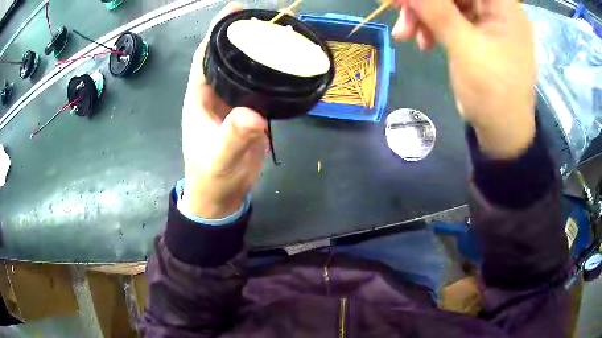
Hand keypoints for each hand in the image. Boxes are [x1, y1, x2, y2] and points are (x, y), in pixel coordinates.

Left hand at [181, 2, 266, 218]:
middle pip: (226, 56)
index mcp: (199, 97)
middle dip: (242, 35)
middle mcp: (214, 93)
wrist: (221, 196)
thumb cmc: (212, 177)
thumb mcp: (219, 159)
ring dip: (258, 52)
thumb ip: (232, 137)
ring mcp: (232, 102)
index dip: (217, 31)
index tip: (236, 10)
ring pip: (243, 70)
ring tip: (281, 36)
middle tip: (270, 20)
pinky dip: (269, 74)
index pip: (204, 55)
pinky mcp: (248, 113)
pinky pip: (258, 87)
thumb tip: (254, 115)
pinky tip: (285, 66)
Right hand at [392, 0, 536, 158]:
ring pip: (446, 3)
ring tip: (405, 35)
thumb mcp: (466, 49)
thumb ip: (437, 12)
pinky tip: (421, 42)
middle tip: (396, 8)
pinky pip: (447, 19)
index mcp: (504, 7)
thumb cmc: (494, 95)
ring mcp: (485, 21)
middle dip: (424, 1)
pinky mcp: (475, 34)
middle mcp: (496, 9)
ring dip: (422, 15)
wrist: (501, 133)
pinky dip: (430, 27)